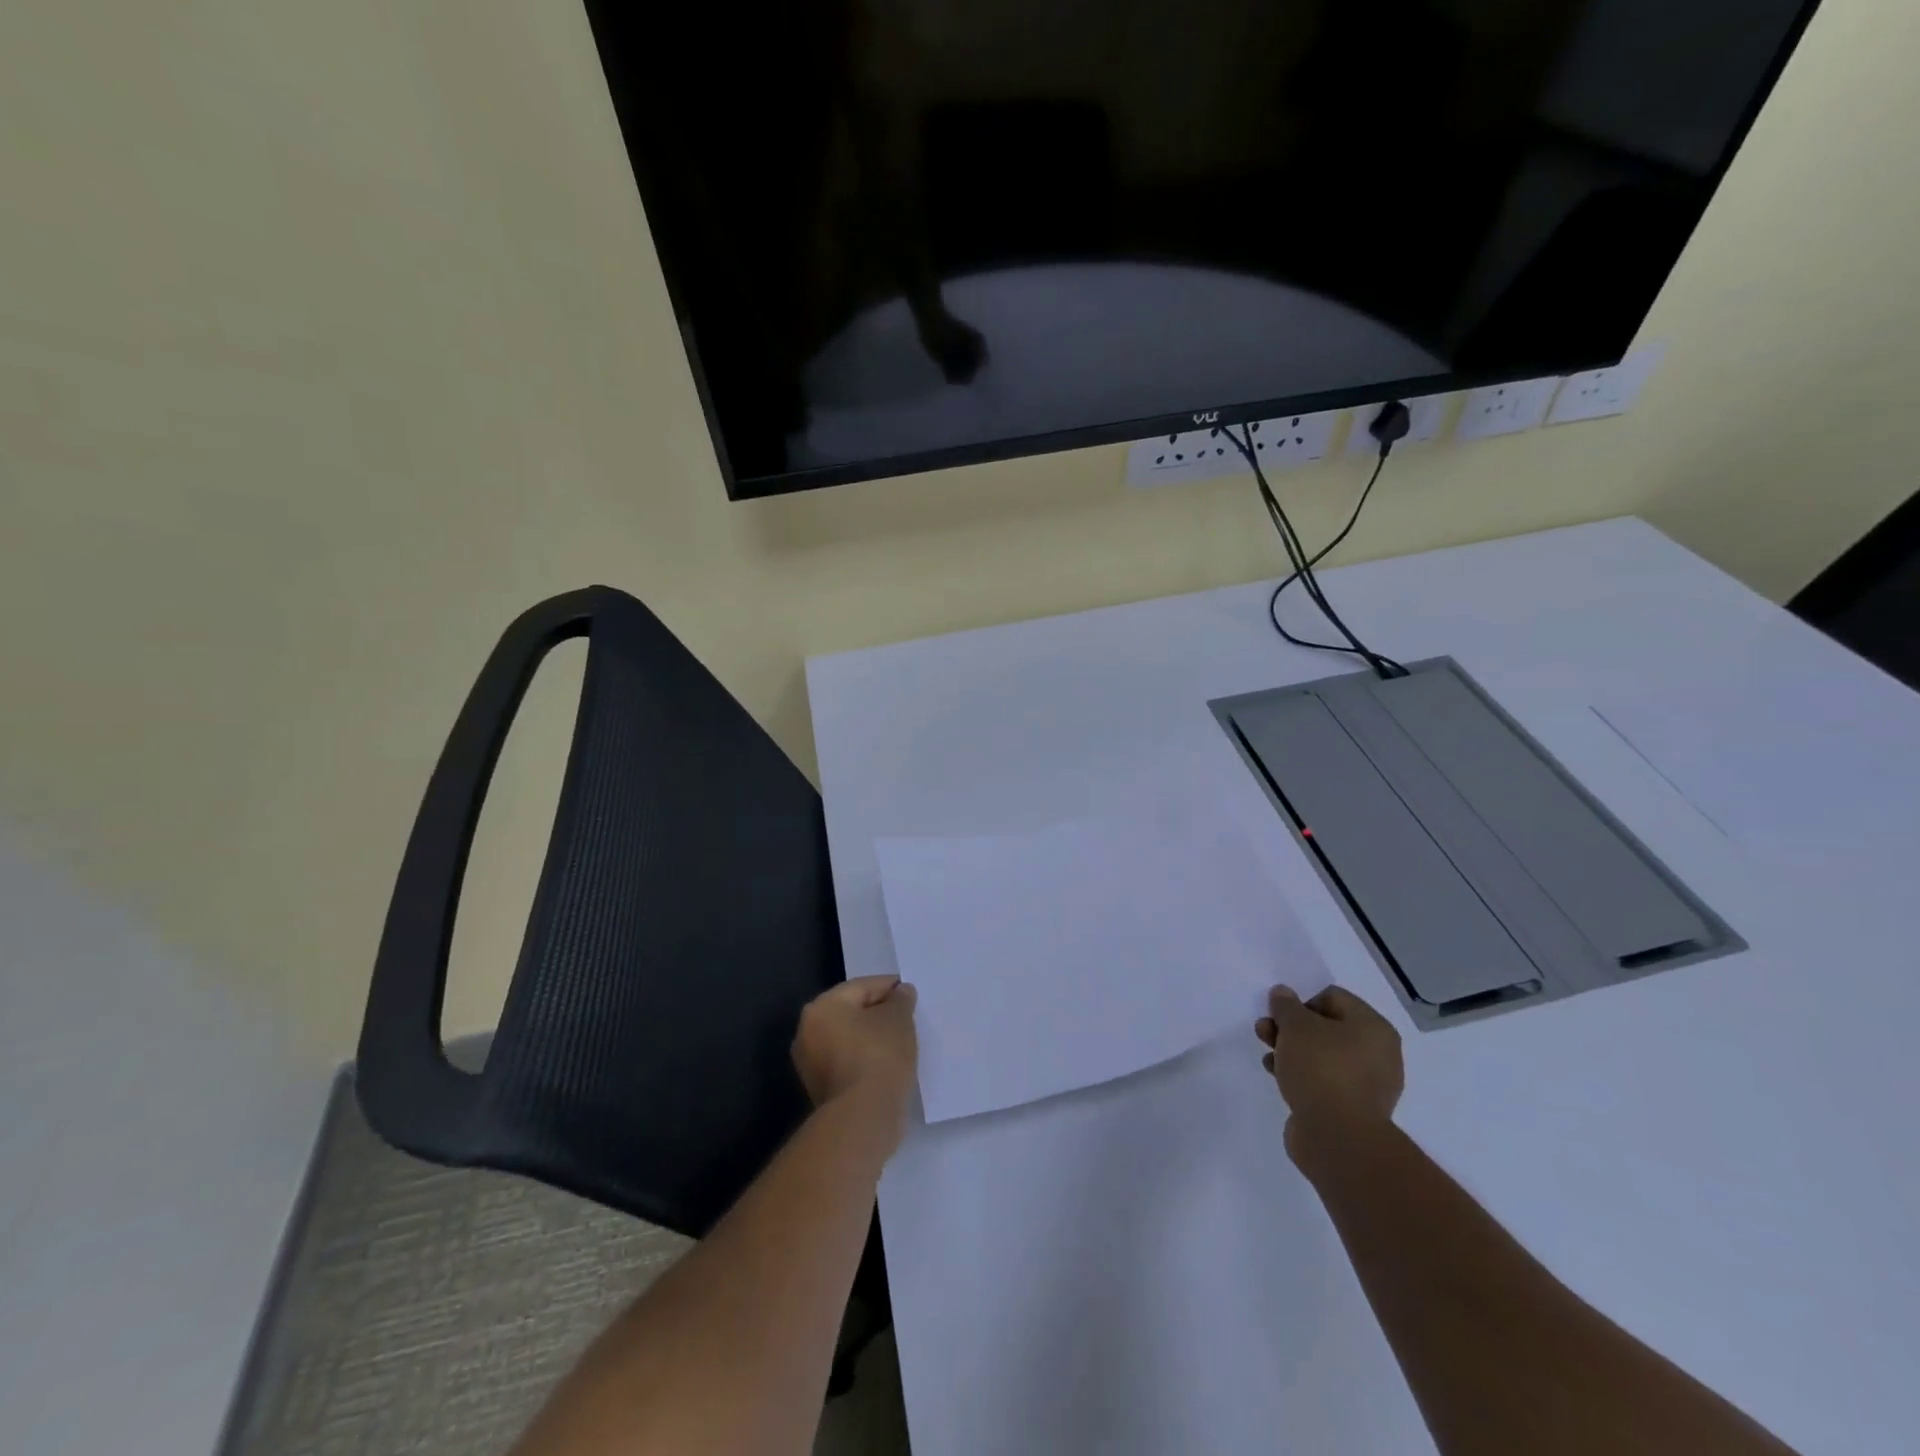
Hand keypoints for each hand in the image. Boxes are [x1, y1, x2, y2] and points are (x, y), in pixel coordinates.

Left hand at [792, 976, 918, 1138]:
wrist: (863, 1118)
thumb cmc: (879, 1056)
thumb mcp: (898, 1019)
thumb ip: (901, 1000)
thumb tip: (901, 992)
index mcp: (821, 1007)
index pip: (861, 987)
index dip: (889, 988)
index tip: (911, 995)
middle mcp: (807, 1032)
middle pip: (851, 1013)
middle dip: (878, 1013)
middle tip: (907, 1018)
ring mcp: (810, 1065)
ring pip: (849, 1040)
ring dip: (872, 1039)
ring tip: (901, 1042)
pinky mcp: (821, 1091)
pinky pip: (848, 1063)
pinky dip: (866, 1060)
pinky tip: (888, 1065)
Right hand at [1255, 985, 1403, 1168]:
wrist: (1338, 1139)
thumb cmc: (1321, 1070)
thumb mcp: (1296, 1027)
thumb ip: (1286, 1006)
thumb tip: (1283, 993)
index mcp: (1373, 1028)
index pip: (1333, 997)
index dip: (1301, 1000)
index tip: (1279, 1014)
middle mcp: (1378, 1054)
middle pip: (1326, 1027)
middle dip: (1291, 1028)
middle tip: (1265, 1031)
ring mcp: (1367, 1085)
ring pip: (1322, 1055)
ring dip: (1291, 1051)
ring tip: (1267, 1057)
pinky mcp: (1352, 1109)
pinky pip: (1323, 1081)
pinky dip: (1300, 1075)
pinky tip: (1278, 1078)